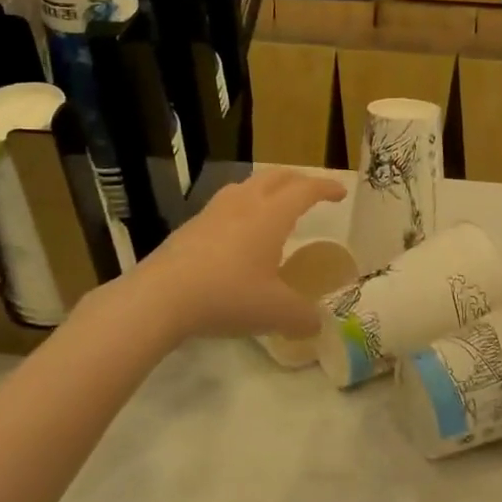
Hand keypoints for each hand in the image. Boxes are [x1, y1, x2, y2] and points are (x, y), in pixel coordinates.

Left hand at [121, 169, 345, 342]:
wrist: (160, 297)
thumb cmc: (228, 295)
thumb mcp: (275, 312)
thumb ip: (302, 317)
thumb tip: (317, 325)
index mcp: (272, 214)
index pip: (306, 190)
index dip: (326, 188)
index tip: (340, 193)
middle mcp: (245, 203)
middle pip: (276, 176)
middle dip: (298, 180)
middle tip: (311, 192)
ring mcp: (214, 211)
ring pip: (247, 185)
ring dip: (266, 188)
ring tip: (272, 206)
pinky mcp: (191, 226)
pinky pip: (225, 204)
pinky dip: (241, 207)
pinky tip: (237, 233)